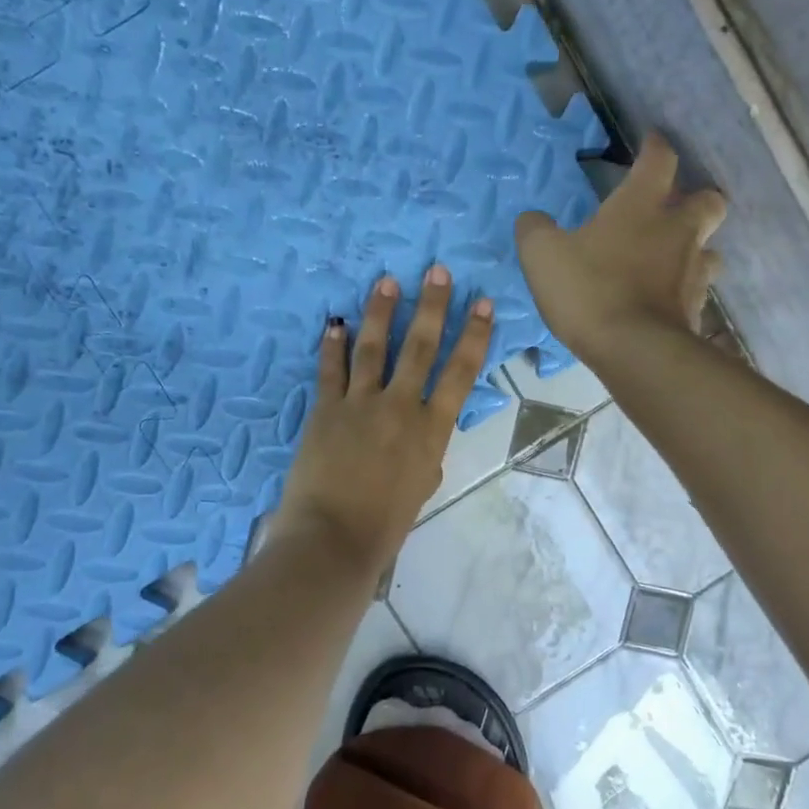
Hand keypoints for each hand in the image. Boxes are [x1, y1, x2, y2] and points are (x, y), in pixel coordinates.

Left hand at [268, 265, 493, 572]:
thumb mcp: (423, 484)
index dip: (474, 335)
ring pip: (373, 347)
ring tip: (387, 282)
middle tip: (437, 271)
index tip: (483, 303)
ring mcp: (360, 404)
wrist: (334, 537)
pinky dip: (332, 345)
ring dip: (381, 312)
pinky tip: (334, 322)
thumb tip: (421, 428)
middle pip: (420, 347)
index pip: (460, 372)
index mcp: (432, 429)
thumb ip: (427, 449)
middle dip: (432, 306)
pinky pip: (330, 369)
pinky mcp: (325, 409)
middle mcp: (400, 407)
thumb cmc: (387, 522)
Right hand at [514, 132, 725, 361]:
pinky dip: (684, 289)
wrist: (634, 350)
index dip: (655, 147)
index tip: (650, 142)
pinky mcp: (696, 309)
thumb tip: (532, 219)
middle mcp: (677, 231)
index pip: (659, 159)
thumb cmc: (589, 290)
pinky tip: (665, 299)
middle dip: (695, 198)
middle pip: (708, 200)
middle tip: (672, 209)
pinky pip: (697, 290)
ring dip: (694, 247)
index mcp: (641, 206)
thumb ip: (534, 230)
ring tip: (671, 259)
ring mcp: (693, 271)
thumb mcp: (542, 255)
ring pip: (710, 248)